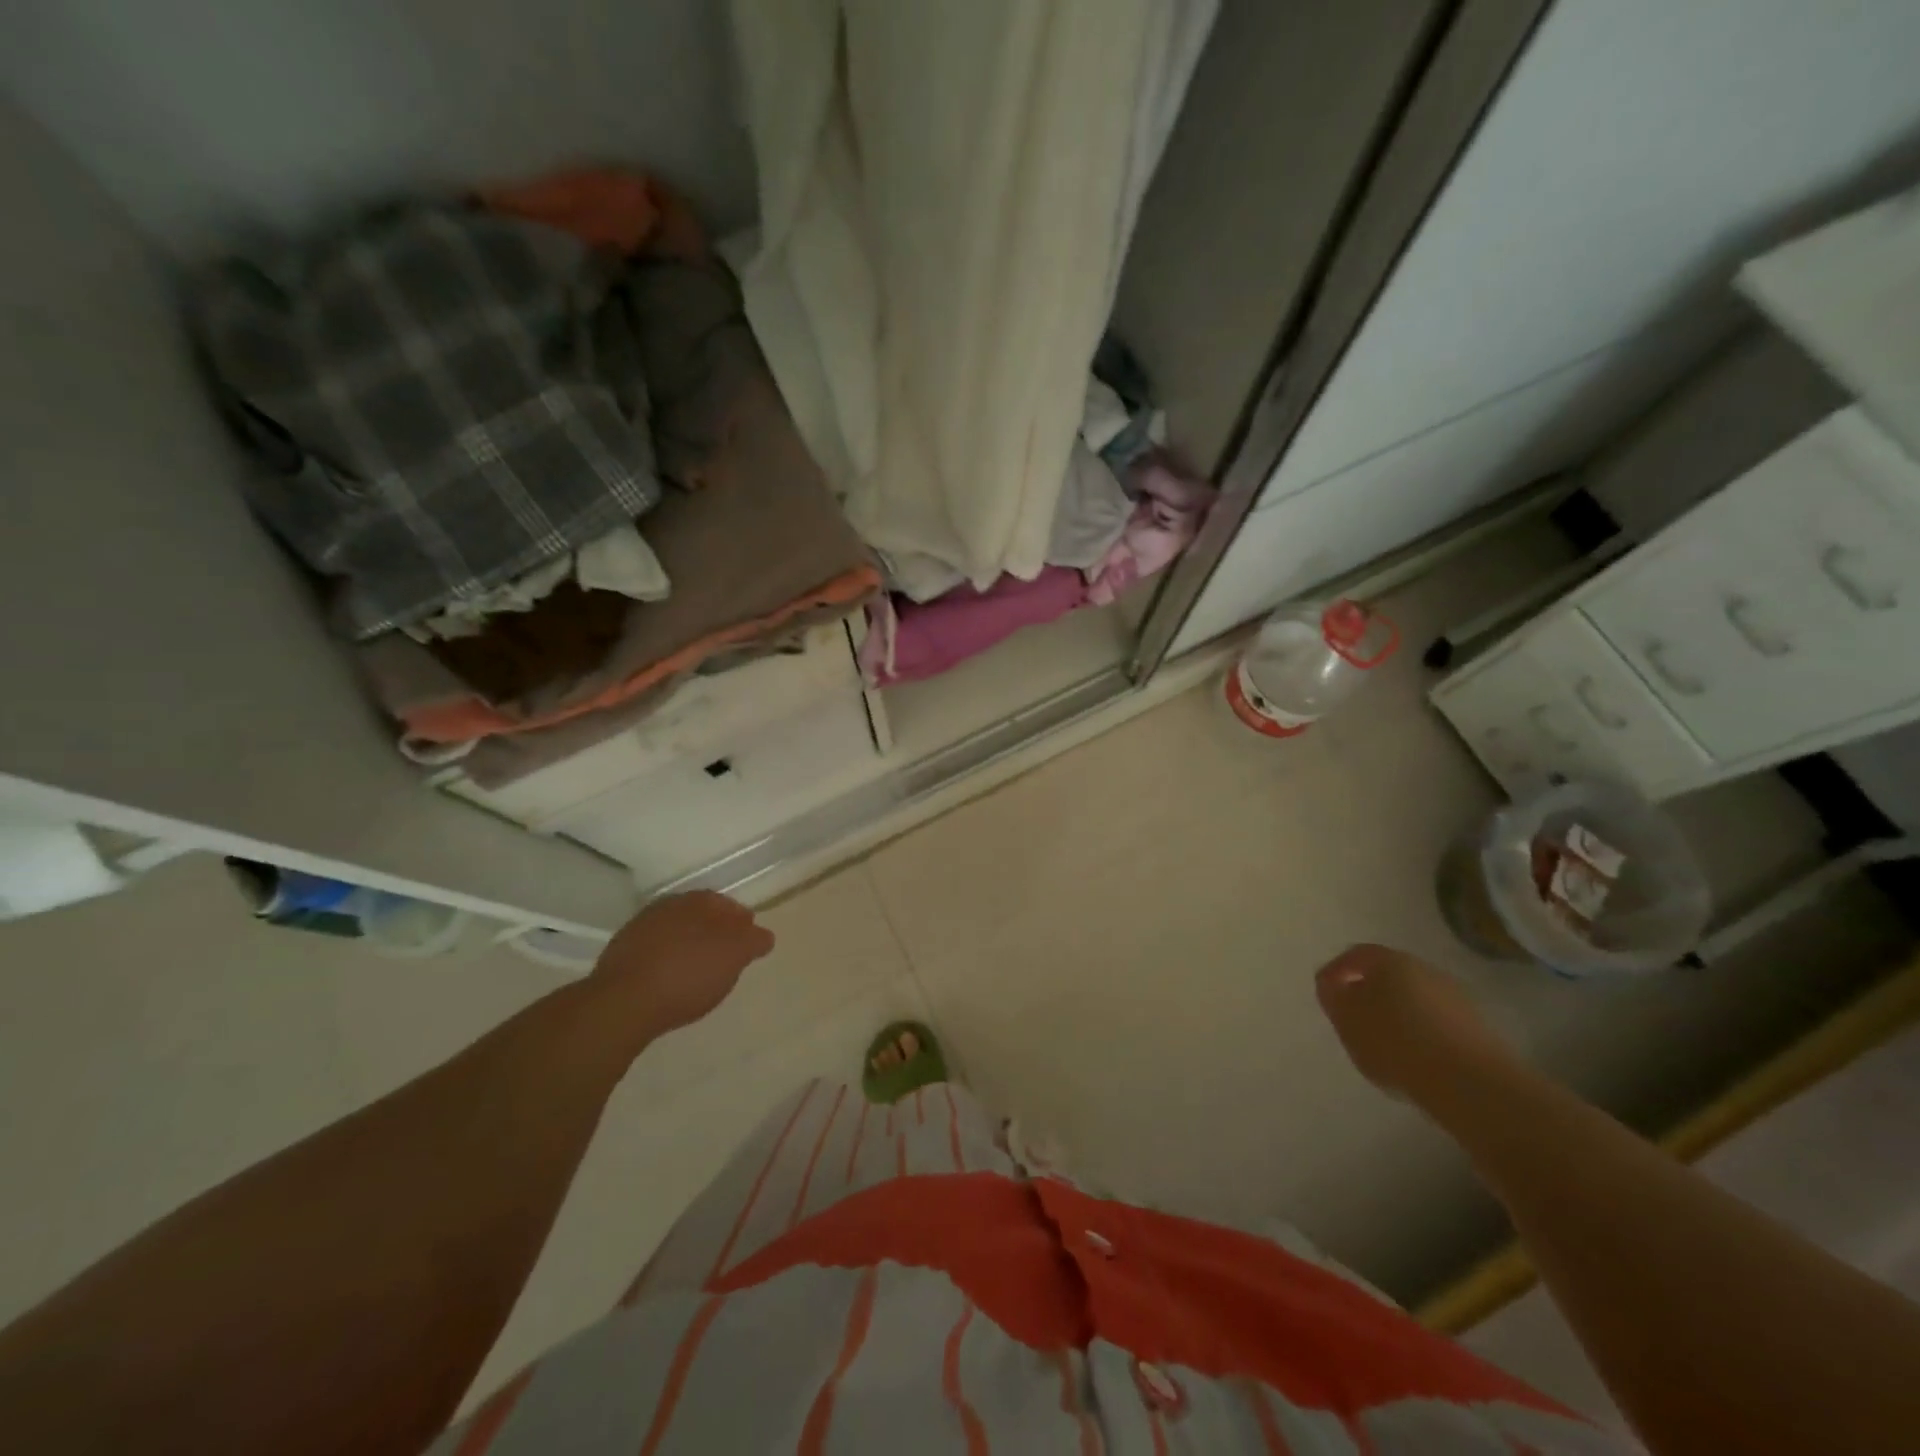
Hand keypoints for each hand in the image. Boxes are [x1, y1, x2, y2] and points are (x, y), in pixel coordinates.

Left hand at [590, 893, 774, 1041]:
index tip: (749, 940)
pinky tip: (670, 980)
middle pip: (698, 916)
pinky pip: (653, 952)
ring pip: (674, 932)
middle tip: (725, 955)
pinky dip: (666, 960)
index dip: (740, 922)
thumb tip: (763, 935)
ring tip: (698, 971)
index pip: (726, 904)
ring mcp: (639, 929)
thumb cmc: (688, 974)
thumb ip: (753, 942)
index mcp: (698, 901)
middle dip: (713, 931)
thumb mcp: (734, 957)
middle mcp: (667, 906)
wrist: (623, 1002)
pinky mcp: (619, 955)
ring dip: (687, 945)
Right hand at [1314, 944, 1524, 1105]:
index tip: (1326, 992)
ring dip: (1397, 1014)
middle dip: (1369, 993)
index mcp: (1390, 961)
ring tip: (1383, 1044)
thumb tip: (1333, 984)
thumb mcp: (1347, 1019)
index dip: (1337, 971)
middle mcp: (1425, 970)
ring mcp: (1455, 999)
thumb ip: (1333, 997)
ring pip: (1414, 999)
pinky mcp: (1476, 1029)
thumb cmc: (1395, 1042)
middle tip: (1354, 1018)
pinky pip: (1436, 1023)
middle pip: (1389, 975)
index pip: (1356, 955)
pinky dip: (1420, 1034)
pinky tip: (1413, 1058)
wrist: (1471, 1084)